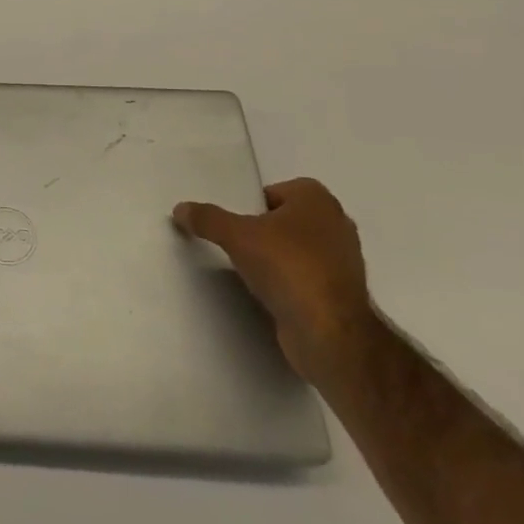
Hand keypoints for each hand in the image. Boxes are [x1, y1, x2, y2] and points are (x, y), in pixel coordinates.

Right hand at [173, 178, 373, 384]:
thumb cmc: (287, 266)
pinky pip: (305, 277)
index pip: (275, 191)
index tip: (235, 223)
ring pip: (296, 249)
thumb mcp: (235, 235)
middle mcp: (336, 224)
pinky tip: (267, 293)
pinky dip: (288, 282)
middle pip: (285, 219)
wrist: (329, 332)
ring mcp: (343, 261)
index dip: (252, 205)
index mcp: (317, 199)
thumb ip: (207, 218)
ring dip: (275, 257)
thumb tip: (180, 208)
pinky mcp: (341, 293)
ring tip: (248, 270)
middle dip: (263, 230)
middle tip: (236, 243)